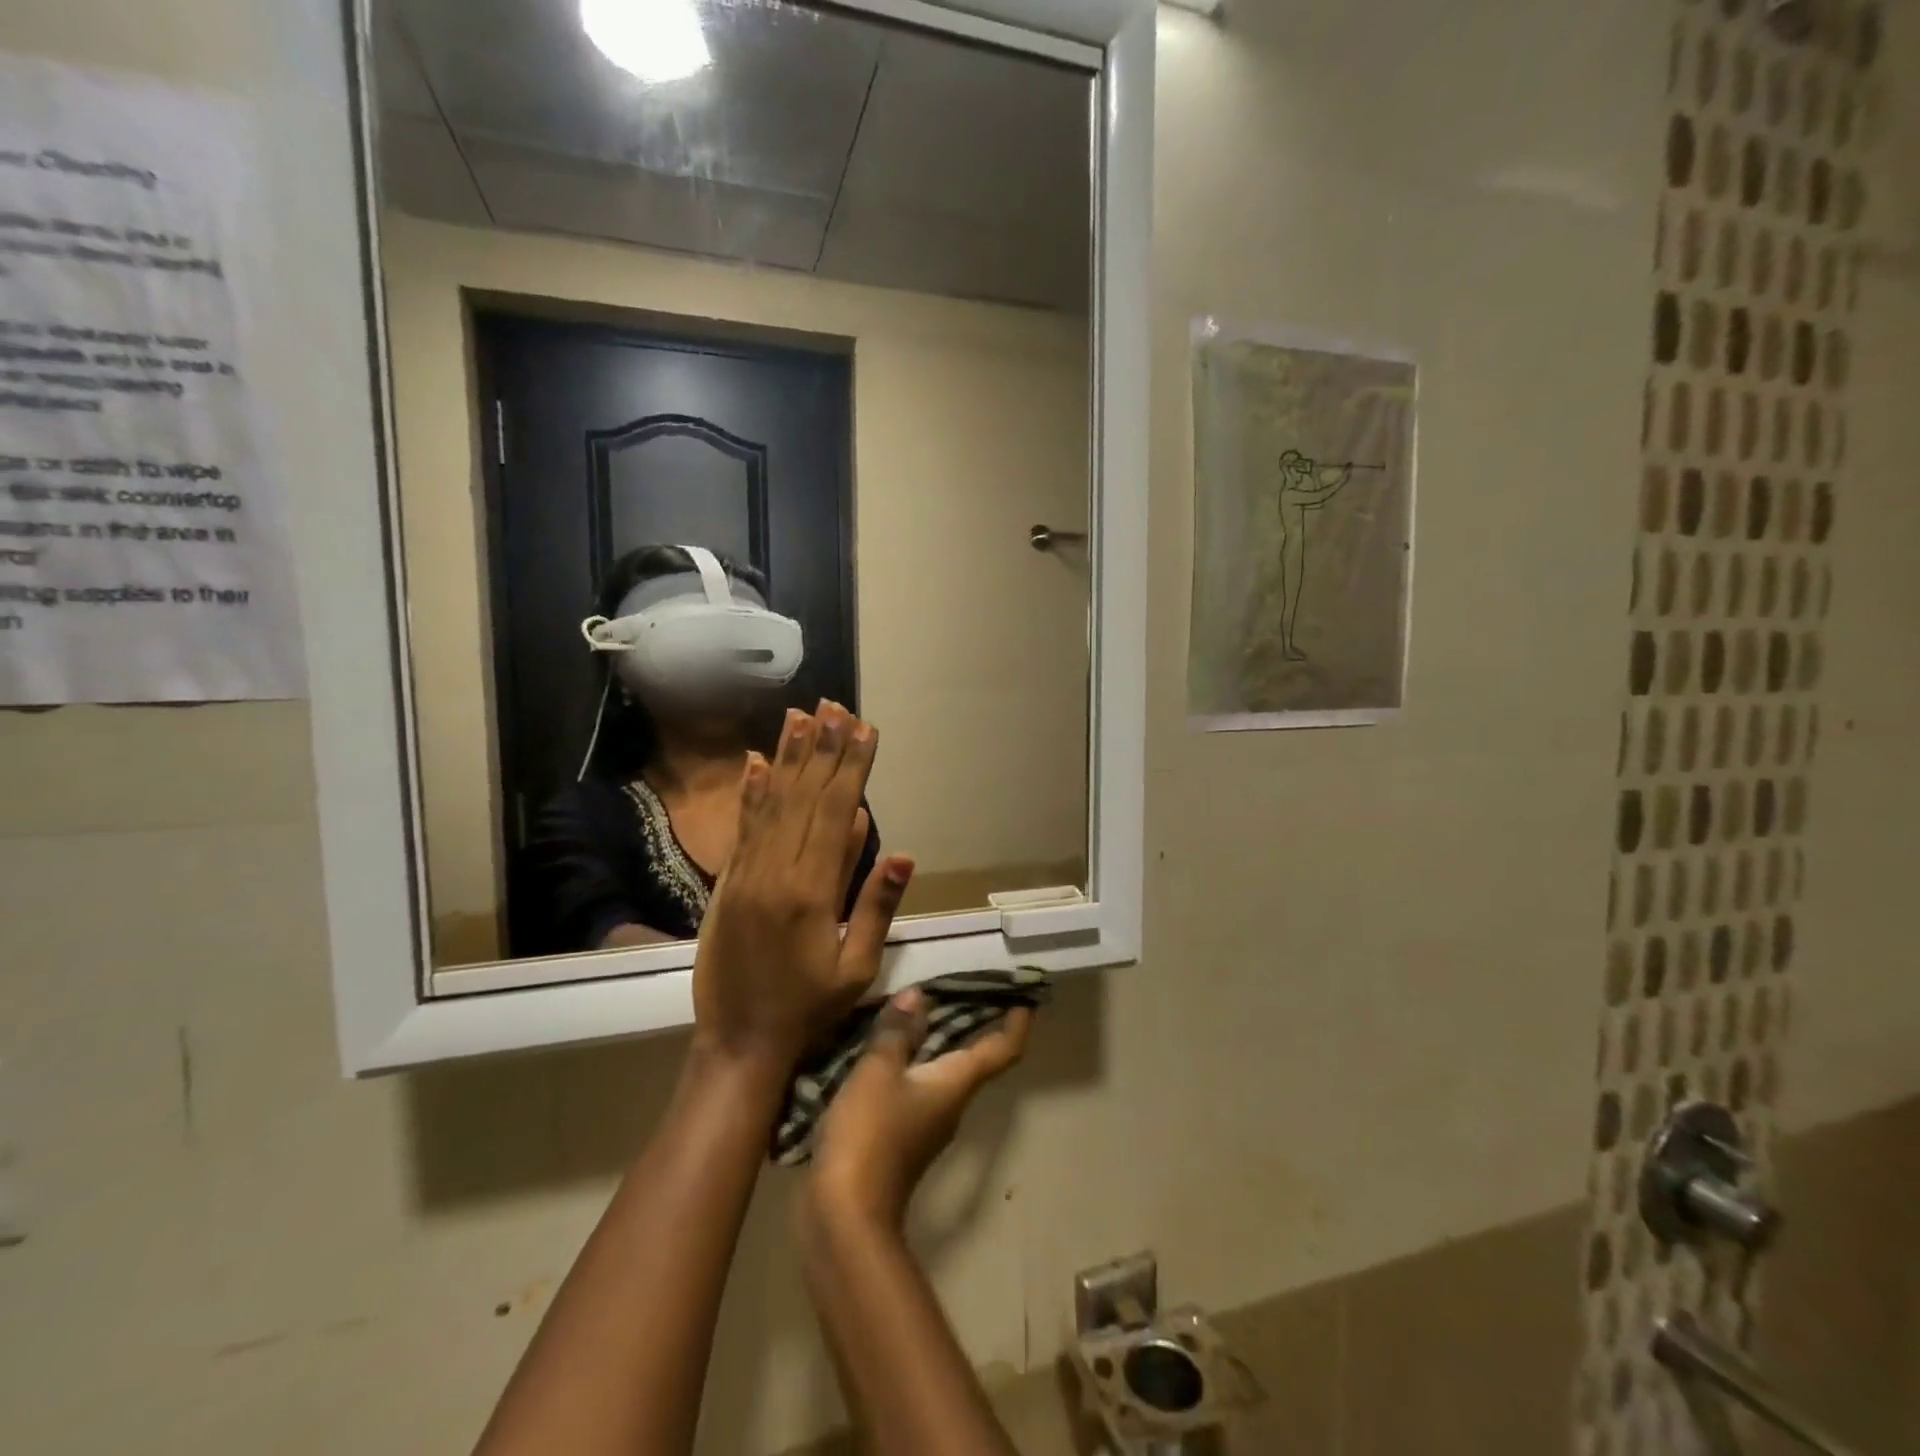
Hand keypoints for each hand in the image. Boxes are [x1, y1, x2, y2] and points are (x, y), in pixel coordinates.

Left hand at [692, 703, 913, 1068]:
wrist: (739, 1042)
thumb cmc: (808, 1010)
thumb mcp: (857, 969)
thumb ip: (875, 906)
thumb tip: (899, 852)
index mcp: (813, 891)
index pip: (837, 814)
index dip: (852, 768)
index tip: (864, 730)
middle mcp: (777, 871)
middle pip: (804, 797)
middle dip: (823, 749)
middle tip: (835, 707)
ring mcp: (746, 874)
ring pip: (772, 803)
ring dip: (789, 757)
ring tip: (801, 716)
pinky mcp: (727, 883)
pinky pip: (743, 828)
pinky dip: (751, 792)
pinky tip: (756, 762)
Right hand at [809, 989, 1032, 1228]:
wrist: (845, 1216)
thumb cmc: (870, 1135)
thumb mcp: (879, 1072)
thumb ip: (897, 1032)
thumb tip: (918, 996)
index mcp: (956, 1084)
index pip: (1002, 1050)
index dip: (1017, 1023)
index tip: (1024, 997)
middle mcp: (951, 1103)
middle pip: (974, 1058)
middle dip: (973, 1022)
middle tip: (961, 984)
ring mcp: (926, 1123)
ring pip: (942, 1072)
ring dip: (936, 1040)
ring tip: (915, 1008)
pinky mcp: (900, 1137)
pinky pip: (915, 1086)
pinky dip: (910, 1061)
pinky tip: (884, 1048)